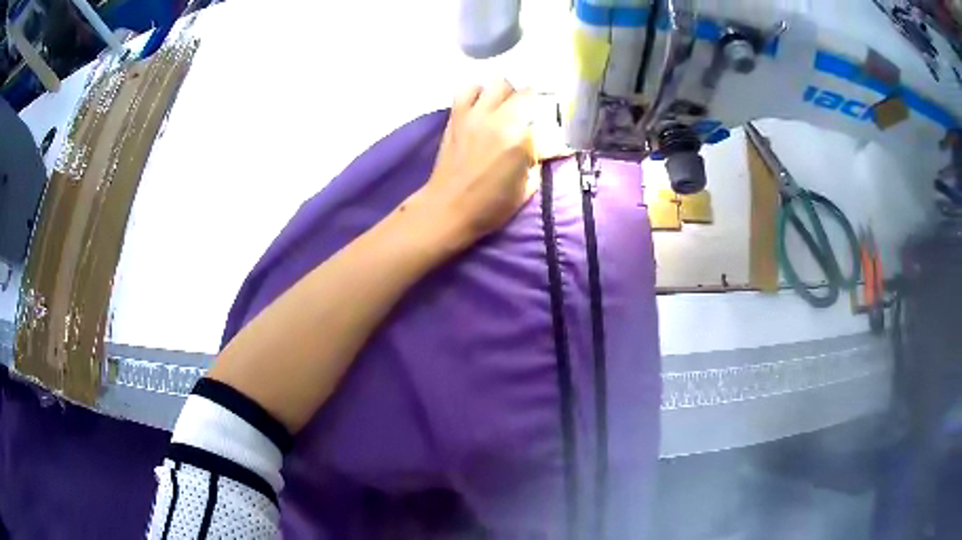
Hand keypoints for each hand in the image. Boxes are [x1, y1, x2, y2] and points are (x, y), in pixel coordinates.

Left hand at [416, 80, 537, 246]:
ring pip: (494, 83)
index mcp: (518, 137)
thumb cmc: (491, 204)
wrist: (449, 208)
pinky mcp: (456, 117)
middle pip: (519, 90)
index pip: (541, 110)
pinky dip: (477, 92)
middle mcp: (496, 118)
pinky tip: (481, 106)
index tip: (548, 123)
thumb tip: (552, 144)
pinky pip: (467, 90)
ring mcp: (473, 114)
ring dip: (503, 93)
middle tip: (527, 115)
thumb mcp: (527, 186)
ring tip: (503, 107)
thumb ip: (539, 158)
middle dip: (528, 100)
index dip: (547, 113)